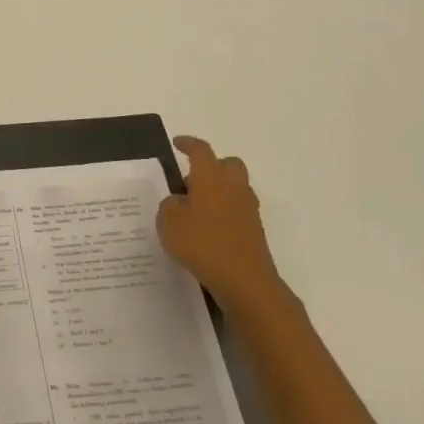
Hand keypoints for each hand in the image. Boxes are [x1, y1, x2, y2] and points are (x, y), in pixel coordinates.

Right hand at [157, 136, 295, 324]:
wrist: (244, 280)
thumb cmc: (202, 244)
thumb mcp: (169, 223)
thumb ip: (169, 206)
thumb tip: (178, 201)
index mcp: (211, 179)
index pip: (201, 151)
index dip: (188, 144)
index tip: (177, 143)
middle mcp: (233, 188)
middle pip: (228, 164)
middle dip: (211, 166)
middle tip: (190, 181)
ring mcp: (248, 210)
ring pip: (234, 187)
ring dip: (217, 190)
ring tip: (194, 209)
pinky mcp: (254, 231)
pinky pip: (237, 210)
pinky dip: (223, 212)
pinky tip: (206, 230)